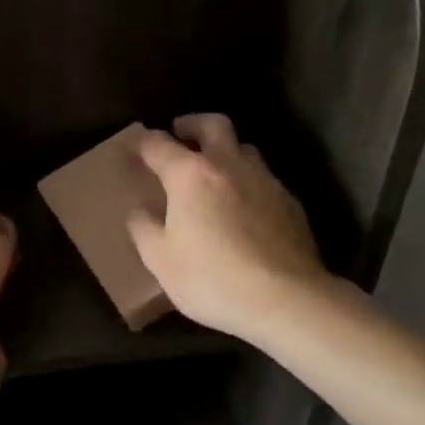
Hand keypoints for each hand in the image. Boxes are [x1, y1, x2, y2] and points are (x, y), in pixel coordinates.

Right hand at [128, 114, 344, 344]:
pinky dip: (247, 182)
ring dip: (226, 152)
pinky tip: (244, 208)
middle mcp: (228, 165)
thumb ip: (144, 228)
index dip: (143, 143)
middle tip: (181, 134)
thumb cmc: (212, 278)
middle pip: (213, 125)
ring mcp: (264, 181)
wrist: (287, 300)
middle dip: (193, 124)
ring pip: (244, 149)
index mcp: (190, 174)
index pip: (159, 144)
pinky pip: (264, 179)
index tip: (134, 148)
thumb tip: (140, 210)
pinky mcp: (290, 203)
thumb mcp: (161, 260)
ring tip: (215, 173)